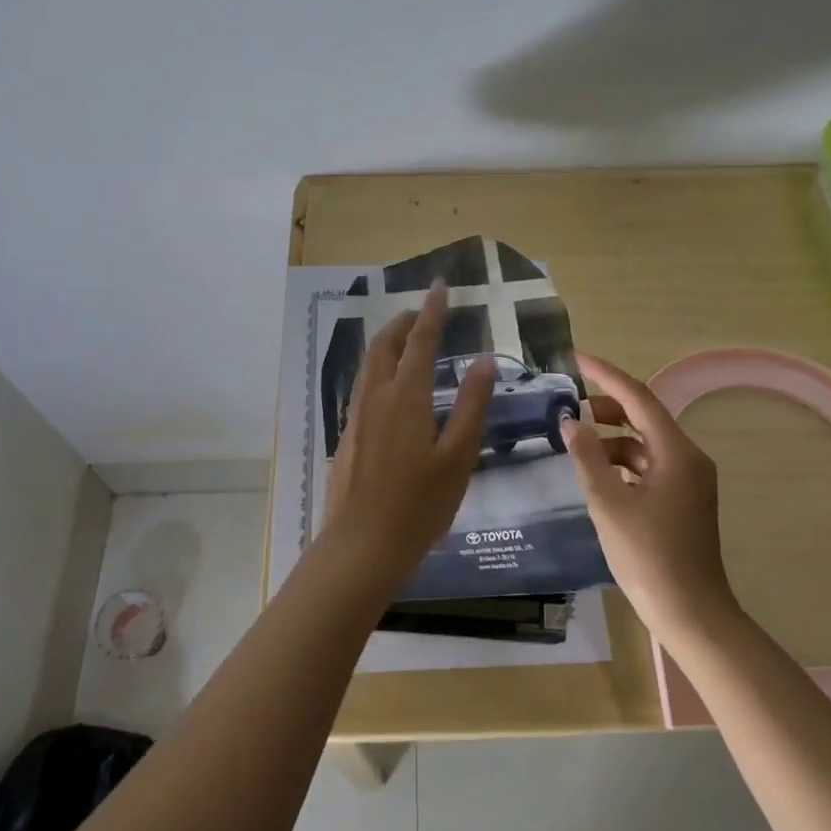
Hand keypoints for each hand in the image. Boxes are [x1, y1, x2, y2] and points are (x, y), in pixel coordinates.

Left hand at [315, 281, 495, 596]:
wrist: (362, 546)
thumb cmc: (419, 505)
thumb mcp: (458, 457)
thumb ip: (472, 406)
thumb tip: (483, 361)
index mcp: (406, 397)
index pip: (421, 340)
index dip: (433, 310)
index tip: (441, 285)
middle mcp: (375, 396)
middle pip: (385, 344)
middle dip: (404, 321)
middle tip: (425, 312)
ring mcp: (356, 415)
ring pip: (368, 363)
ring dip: (388, 342)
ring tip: (407, 339)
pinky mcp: (347, 434)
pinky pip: (362, 384)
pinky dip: (378, 367)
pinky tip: (388, 385)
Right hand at [562, 353, 736, 641]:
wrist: (691, 613)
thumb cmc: (648, 557)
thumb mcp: (608, 504)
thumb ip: (587, 458)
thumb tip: (570, 421)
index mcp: (677, 452)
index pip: (638, 397)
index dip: (605, 375)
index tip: (575, 359)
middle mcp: (688, 458)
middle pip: (644, 417)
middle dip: (606, 406)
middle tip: (569, 405)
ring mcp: (689, 481)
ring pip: (645, 443)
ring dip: (612, 438)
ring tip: (577, 445)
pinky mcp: (683, 500)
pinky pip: (650, 466)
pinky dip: (622, 462)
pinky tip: (598, 475)